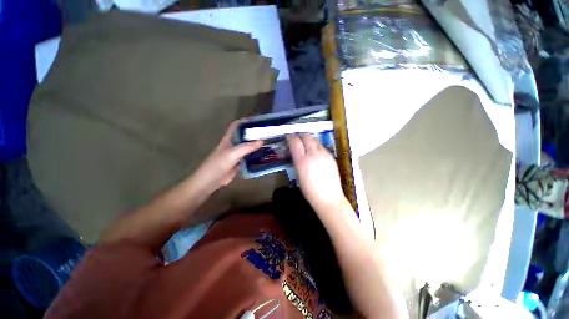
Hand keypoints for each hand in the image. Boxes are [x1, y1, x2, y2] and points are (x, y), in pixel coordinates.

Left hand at [190, 121, 262, 196]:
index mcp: (229, 139)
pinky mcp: (239, 163)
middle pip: (244, 136)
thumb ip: (246, 147)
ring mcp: (236, 154)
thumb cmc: (218, 165)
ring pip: (247, 147)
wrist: (210, 181)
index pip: (236, 125)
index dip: (245, 121)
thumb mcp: (232, 154)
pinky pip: (249, 157)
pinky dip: (256, 155)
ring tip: (268, 142)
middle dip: (254, 133)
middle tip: (267, 132)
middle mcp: (233, 145)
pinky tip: (264, 155)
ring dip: (256, 144)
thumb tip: (262, 140)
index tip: (257, 120)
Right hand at [288, 134, 345, 209]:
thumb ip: (298, 162)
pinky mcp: (331, 157)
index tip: (289, 136)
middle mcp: (313, 154)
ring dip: (309, 139)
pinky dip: (317, 146)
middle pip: (307, 137)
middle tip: (298, 137)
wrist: (329, 198)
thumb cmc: (310, 191)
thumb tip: (296, 153)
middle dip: (301, 135)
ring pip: (316, 140)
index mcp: (302, 161)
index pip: (296, 143)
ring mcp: (324, 155)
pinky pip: (322, 147)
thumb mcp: (299, 176)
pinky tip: (315, 151)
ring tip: (306, 142)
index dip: (291, 137)